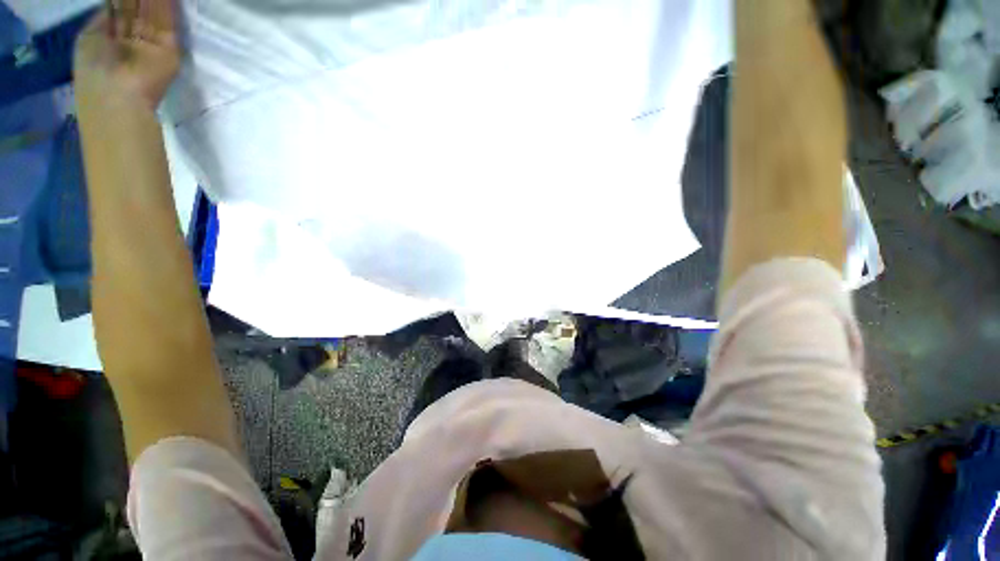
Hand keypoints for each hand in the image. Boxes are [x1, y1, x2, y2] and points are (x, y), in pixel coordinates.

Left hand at [74, 0, 180, 111]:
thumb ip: (103, 17)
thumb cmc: (94, 70)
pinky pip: (167, 24)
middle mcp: (131, 40)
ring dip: (153, 0)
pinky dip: (166, 6)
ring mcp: (151, 45)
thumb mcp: (88, 37)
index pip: (119, 10)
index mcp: (109, 38)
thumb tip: (117, 3)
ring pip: (153, 14)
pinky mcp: (169, 51)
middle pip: (137, 10)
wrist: (119, 97)